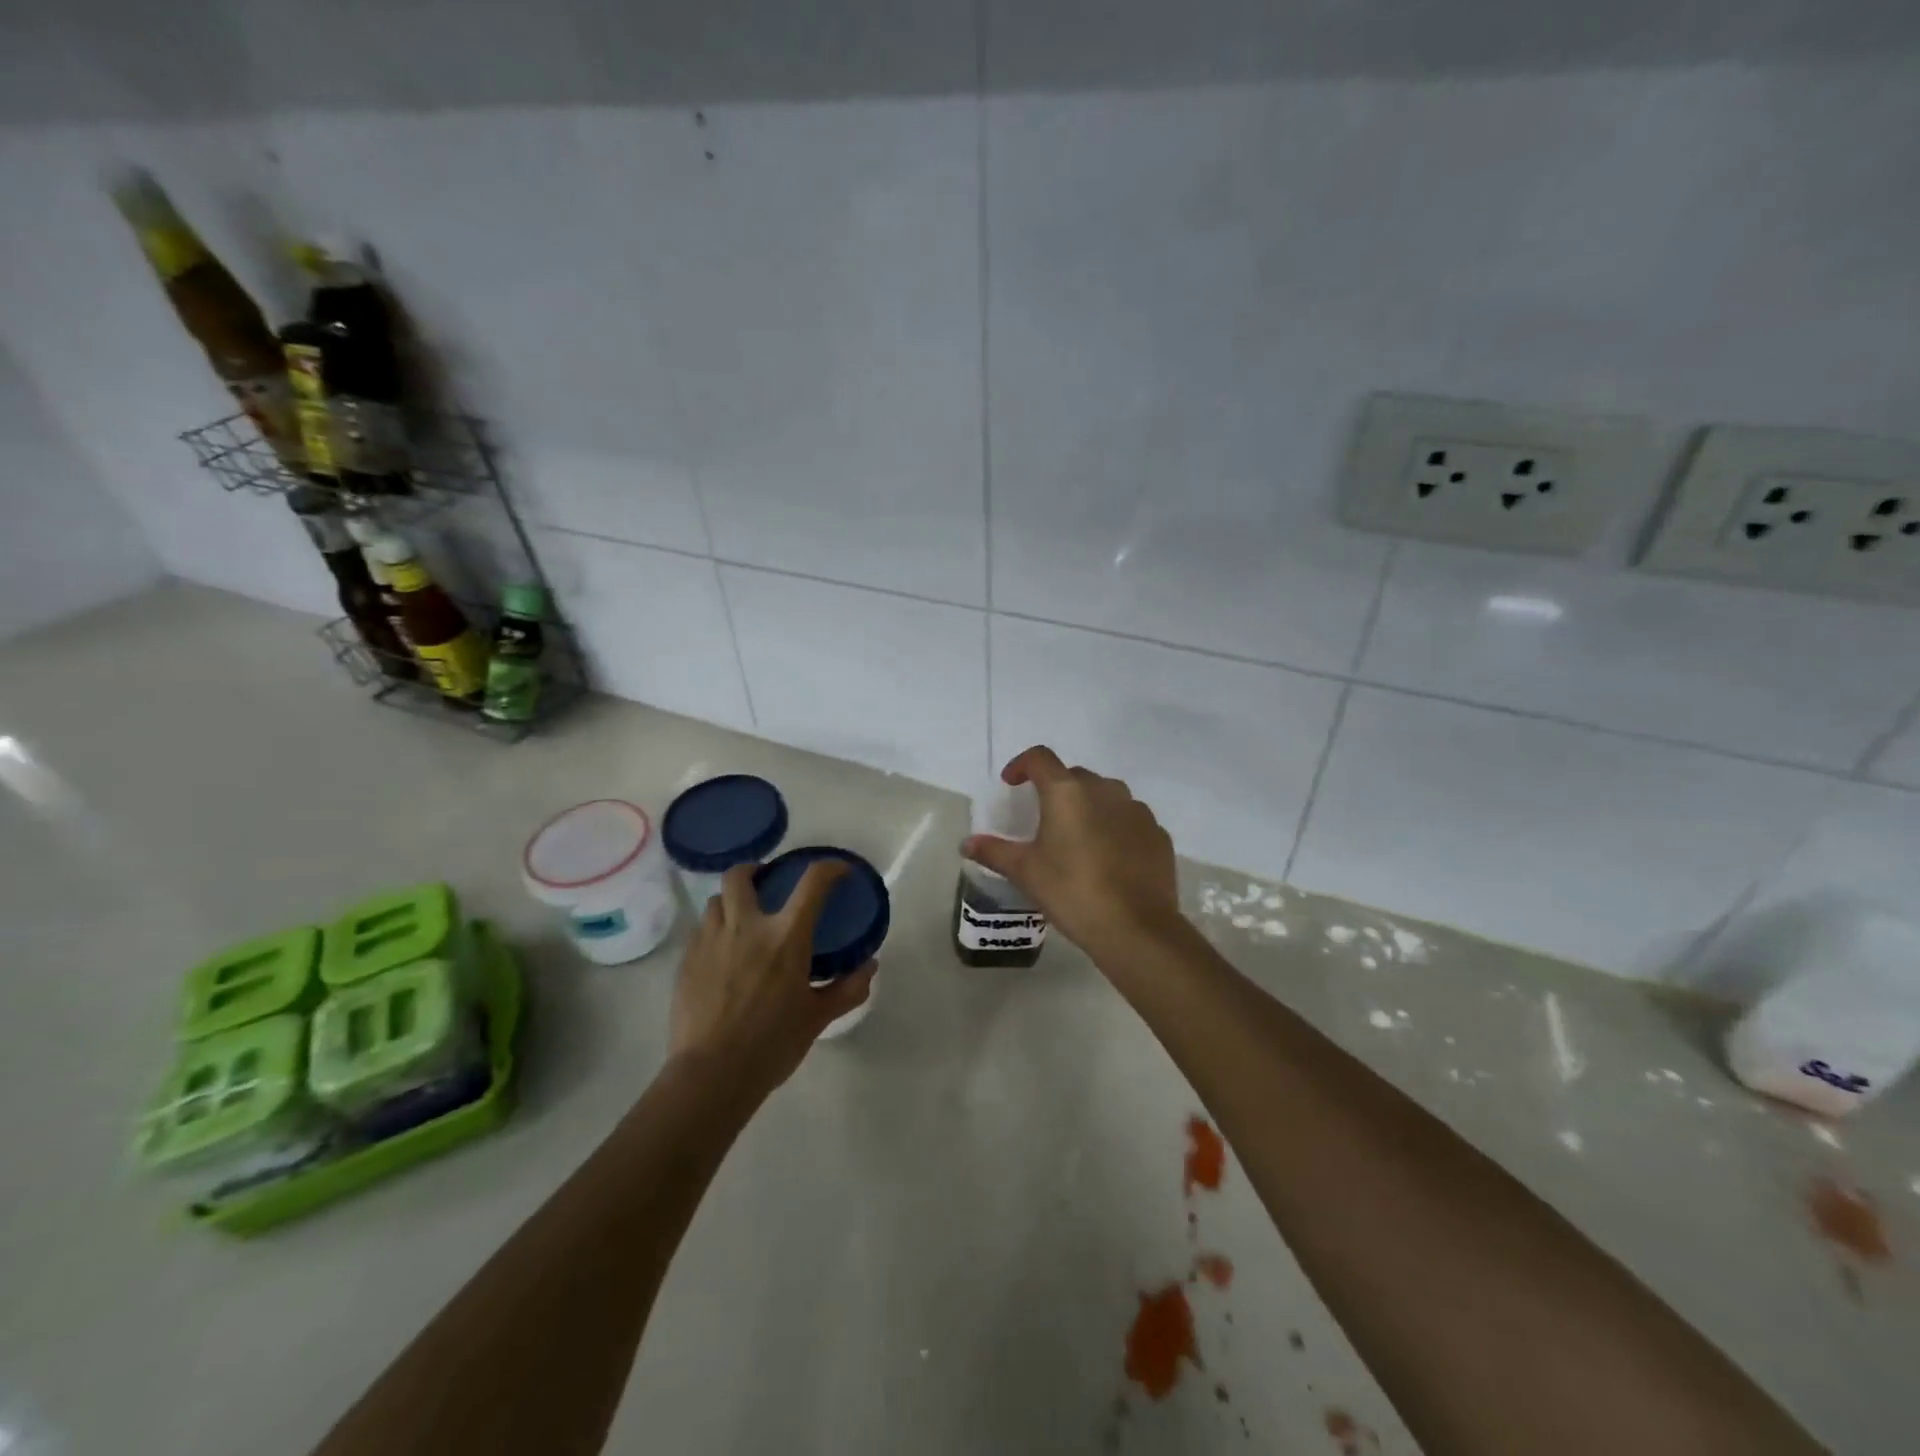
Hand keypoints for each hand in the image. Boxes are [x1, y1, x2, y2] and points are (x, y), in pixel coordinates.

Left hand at [667, 861, 875, 1101]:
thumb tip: (870, 967)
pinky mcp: (687, 961)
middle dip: (754, 870)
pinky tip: (723, 954)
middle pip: (741, 875)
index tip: (839, 871)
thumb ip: (847, 989)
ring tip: (742, 921)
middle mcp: (746, 927)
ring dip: (732, 902)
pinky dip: (715, 931)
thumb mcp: (817, 1018)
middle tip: (766, 883)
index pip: (813, 882)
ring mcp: (711, 941)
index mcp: (786, 937)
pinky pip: (701, 931)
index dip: (830, 868)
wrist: (712, 1075)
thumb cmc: (772, 1044)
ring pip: (716, 901)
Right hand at [961, 745, 1183, 957]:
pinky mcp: (1158, 834)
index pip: (1040, 758)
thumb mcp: (1026, 872)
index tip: (1011, 783)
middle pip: (1074, 776)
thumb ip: (995, 851)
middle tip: (1044, 819)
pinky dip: (1115, 828)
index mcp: (1068, 792)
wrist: (1136, 928)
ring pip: (1107, 796)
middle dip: (1056, 789)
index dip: (1021, 765)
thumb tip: (967, 843)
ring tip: (1078, 838)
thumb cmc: (1072, 891)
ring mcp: (1137, 811)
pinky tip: (1108, 858)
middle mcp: (1105, 790)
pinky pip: (1130, 820)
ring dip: (1089, 807)